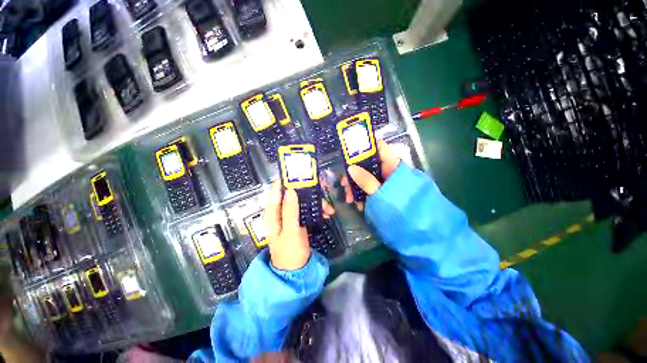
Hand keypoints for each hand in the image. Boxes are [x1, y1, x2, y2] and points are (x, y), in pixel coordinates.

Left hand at [265, 181, 334, 269]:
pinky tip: (327, 213)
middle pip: (292, 195)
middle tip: (322, 189)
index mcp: (273, 213)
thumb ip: (289, 210)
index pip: (277, 191)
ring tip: (328, 208)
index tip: (300, 174)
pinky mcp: (299, 220)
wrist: (297, 271)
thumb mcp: (290, 230)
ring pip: (302, 201)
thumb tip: (290, 190)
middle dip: (307, 193)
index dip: (286, 181)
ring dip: (315, 202)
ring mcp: (290, 216)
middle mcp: (280, 212)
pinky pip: (307, 210)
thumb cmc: (290, 251)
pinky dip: (316, 210)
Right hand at [341, 139, 400, 210]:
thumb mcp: (379, 194)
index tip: (349, 154)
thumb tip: (350, 168)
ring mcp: (384, 181)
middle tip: (343, 184)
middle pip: (368, 164)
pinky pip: (369, 187)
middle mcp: (388, 170)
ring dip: (355, 186)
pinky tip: (358, 204)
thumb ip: (365, 180)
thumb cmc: (398, 209)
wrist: (412, 229)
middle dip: (354, 174)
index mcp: (392, 166)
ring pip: (366, 177)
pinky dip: (361, 194)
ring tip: (350, 200)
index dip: (364, 147)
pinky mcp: (381, 190)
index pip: (379, 147)